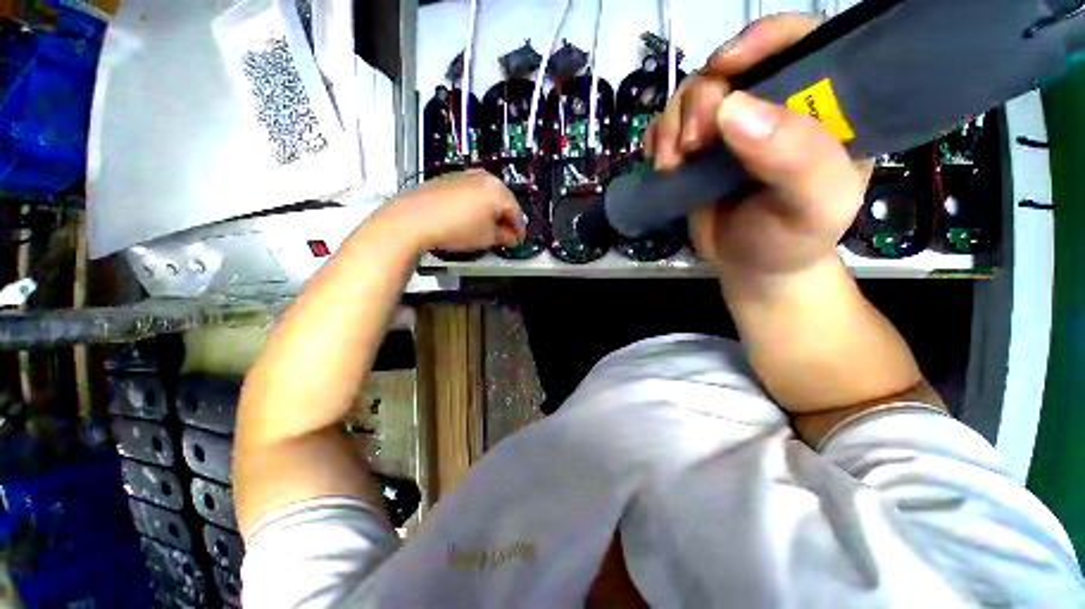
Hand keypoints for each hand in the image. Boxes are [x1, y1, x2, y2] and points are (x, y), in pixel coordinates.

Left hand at [384, 170, 524, 252]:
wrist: (415, 218)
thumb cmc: (457, 228)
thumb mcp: (487, 238)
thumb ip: (505, 236)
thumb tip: (511, 237)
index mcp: (498, 190)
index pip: (516, 211)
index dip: (519, 228)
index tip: (518, 240)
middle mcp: (484, 177)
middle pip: (502, 200)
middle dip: (505, 218)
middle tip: (505, 234)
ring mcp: (465, 175)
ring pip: (487, 194)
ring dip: (491, 210)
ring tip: (487, 227)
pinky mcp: (449, 178)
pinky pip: (471, 192)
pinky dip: (476, 204)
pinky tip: (471, 218)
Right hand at [645, 15, 871, 279]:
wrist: (753, 267)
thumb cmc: (792, 239)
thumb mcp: (815, 206)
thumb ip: (797, 158)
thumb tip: (733, 108)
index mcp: (823, 104)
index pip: (800, 41)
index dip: (761, 40)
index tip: (723, 69)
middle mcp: (774, 105)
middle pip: (730, 69)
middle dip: (701, 102)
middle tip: (692, 146)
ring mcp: (731, 128)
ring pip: (691, 96)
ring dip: (672, 125)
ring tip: (671, 166)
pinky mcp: (699, 150)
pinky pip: (668, 125)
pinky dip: (657, 138)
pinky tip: (661, 164)